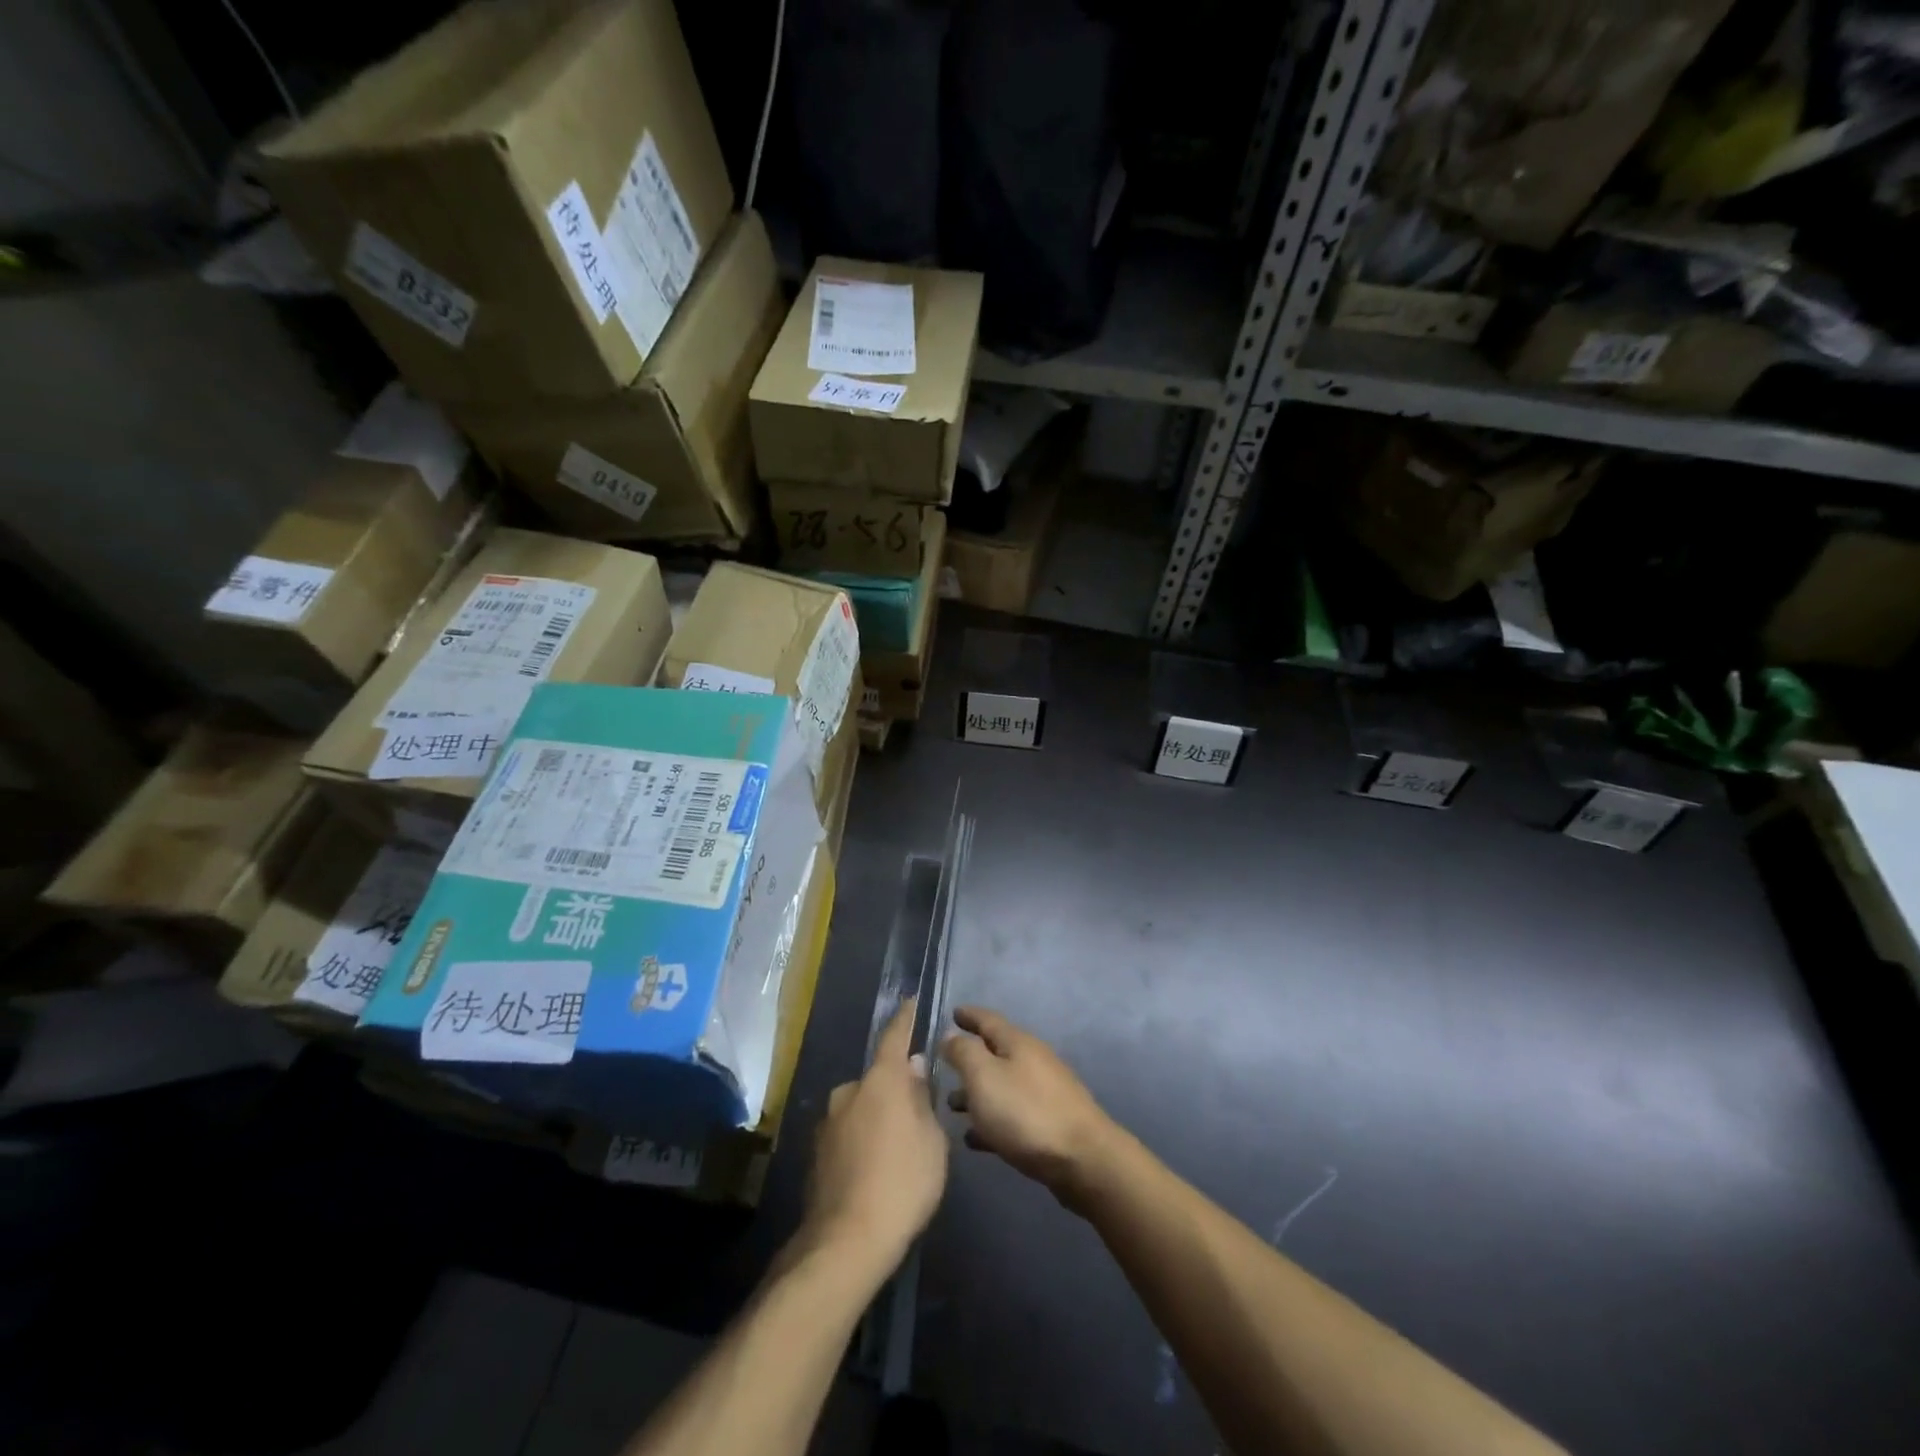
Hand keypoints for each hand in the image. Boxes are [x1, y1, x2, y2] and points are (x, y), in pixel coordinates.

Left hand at [803, 999, 947, 1276]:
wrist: (846, 1241)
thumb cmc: (903, 1182)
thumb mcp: (932, 1140)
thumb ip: (922, 1098)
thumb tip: (913, 1067)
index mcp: (881, 1080)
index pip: (895, 1037)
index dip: (904, 1019)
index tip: (909, 1001)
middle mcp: (849, 1090)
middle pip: (878, 1078)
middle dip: (895, 1088)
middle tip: (915, 1114)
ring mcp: (828, 1121)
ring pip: (861, 1107)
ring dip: (876, 1117)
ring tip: (895, 1151)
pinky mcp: (817, 1151)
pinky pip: (847, 1132)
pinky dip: (861, 1140)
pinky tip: (873, 1170)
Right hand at [941, 1006, 1119, 1209]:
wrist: (1082, 1159)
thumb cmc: (1026, 1112)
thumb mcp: (984, 1076)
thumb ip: (963, 1052)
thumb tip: (951, 1035)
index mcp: (1017, 1043)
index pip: (988, 1019)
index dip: (968, 1015)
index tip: (952, 1012)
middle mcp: (1032, 1061)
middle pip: (995, 1054)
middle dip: (969, 1059)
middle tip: (943, 1067)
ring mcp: (1044, 1093)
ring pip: (1002, 1086)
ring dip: (977, 1093)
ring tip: (952, 1106)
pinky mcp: (1049, 1124)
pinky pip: (1012, 1116)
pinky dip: (991, 1121)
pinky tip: (974, 1139)